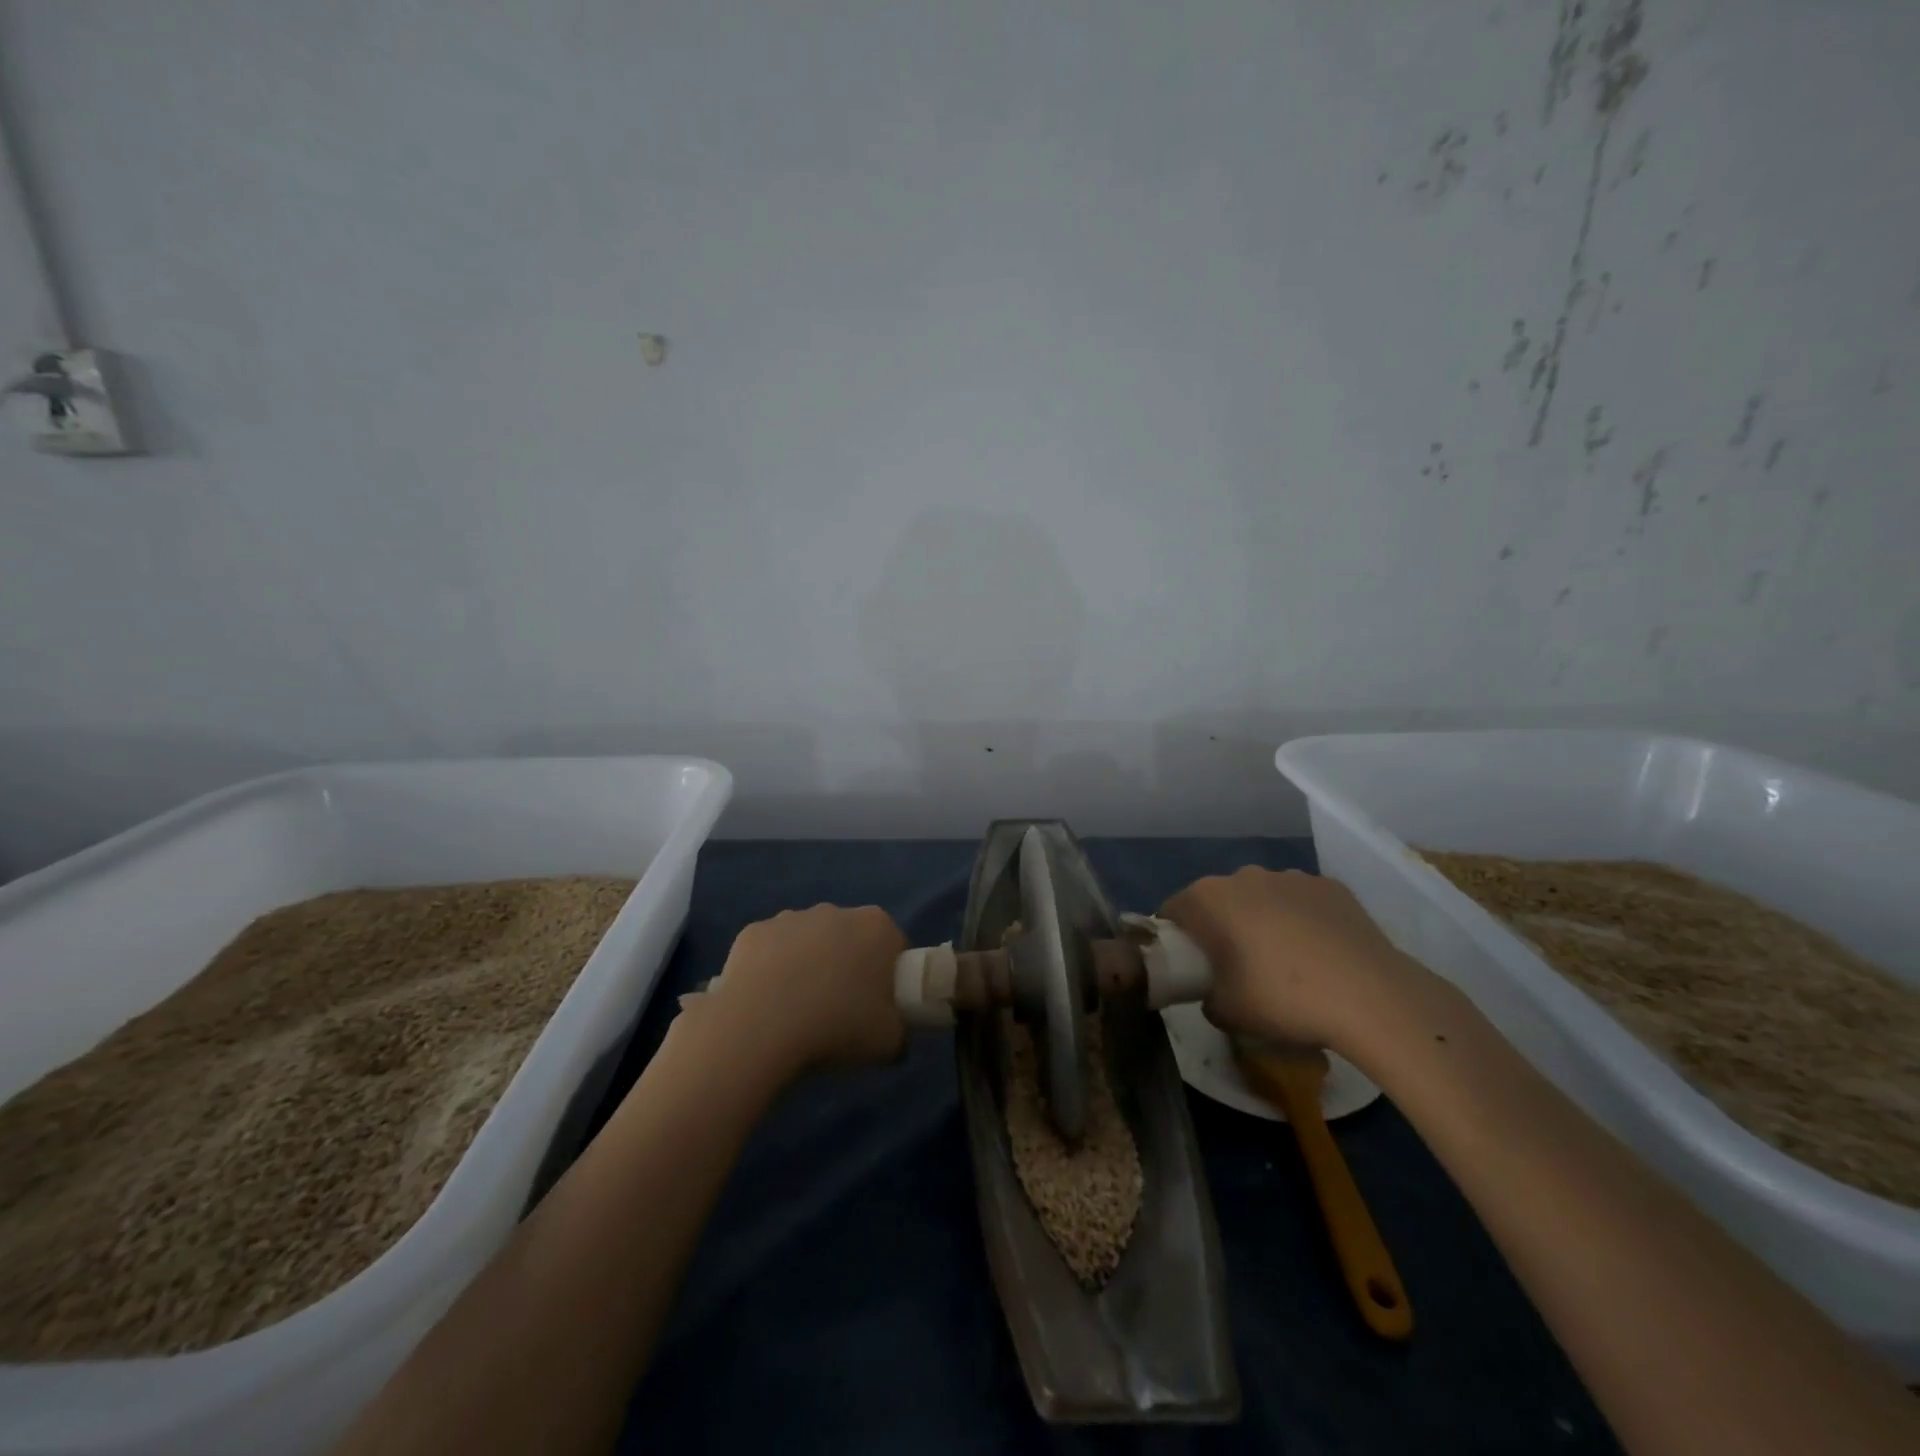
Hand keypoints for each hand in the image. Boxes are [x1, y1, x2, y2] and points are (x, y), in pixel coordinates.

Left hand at [681, 904, 908, 1080]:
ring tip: (797, 1010)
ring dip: (807, 963)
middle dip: (847, 964)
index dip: (889, 976)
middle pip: (849, 937)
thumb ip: (898, 1031)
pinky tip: (765, 1003)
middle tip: (840, 1010)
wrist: (761, 1027)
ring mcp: (790, 917)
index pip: (893, 946)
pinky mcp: (753, 931)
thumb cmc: (837, 1026)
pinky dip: (770, 970)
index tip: (879, 1006)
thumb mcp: (889, 1042)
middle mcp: (835, 911)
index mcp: (876, 927)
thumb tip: (893, 1034)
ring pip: (807, 940)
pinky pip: (769, 950)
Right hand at [1159, 867, 1419, 1048]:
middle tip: (1235, 967)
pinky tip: (1320, 954)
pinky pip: (1302, 902)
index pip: (1173, 909)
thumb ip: (1206, 996)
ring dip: (1262, 920)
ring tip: (1286, 961)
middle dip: (1220, 926)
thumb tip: (1213, 991)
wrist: (1371, 997)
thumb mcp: (1226, 1012)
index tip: (1188, 965)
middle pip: (1219, 899)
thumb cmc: (1283, 999)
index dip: (1175, 937)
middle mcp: (1244, 875)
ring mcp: (1291, 876)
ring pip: (1262, 896)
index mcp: (1209, 898)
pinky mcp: (1331, 886)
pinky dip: (1302, 920)